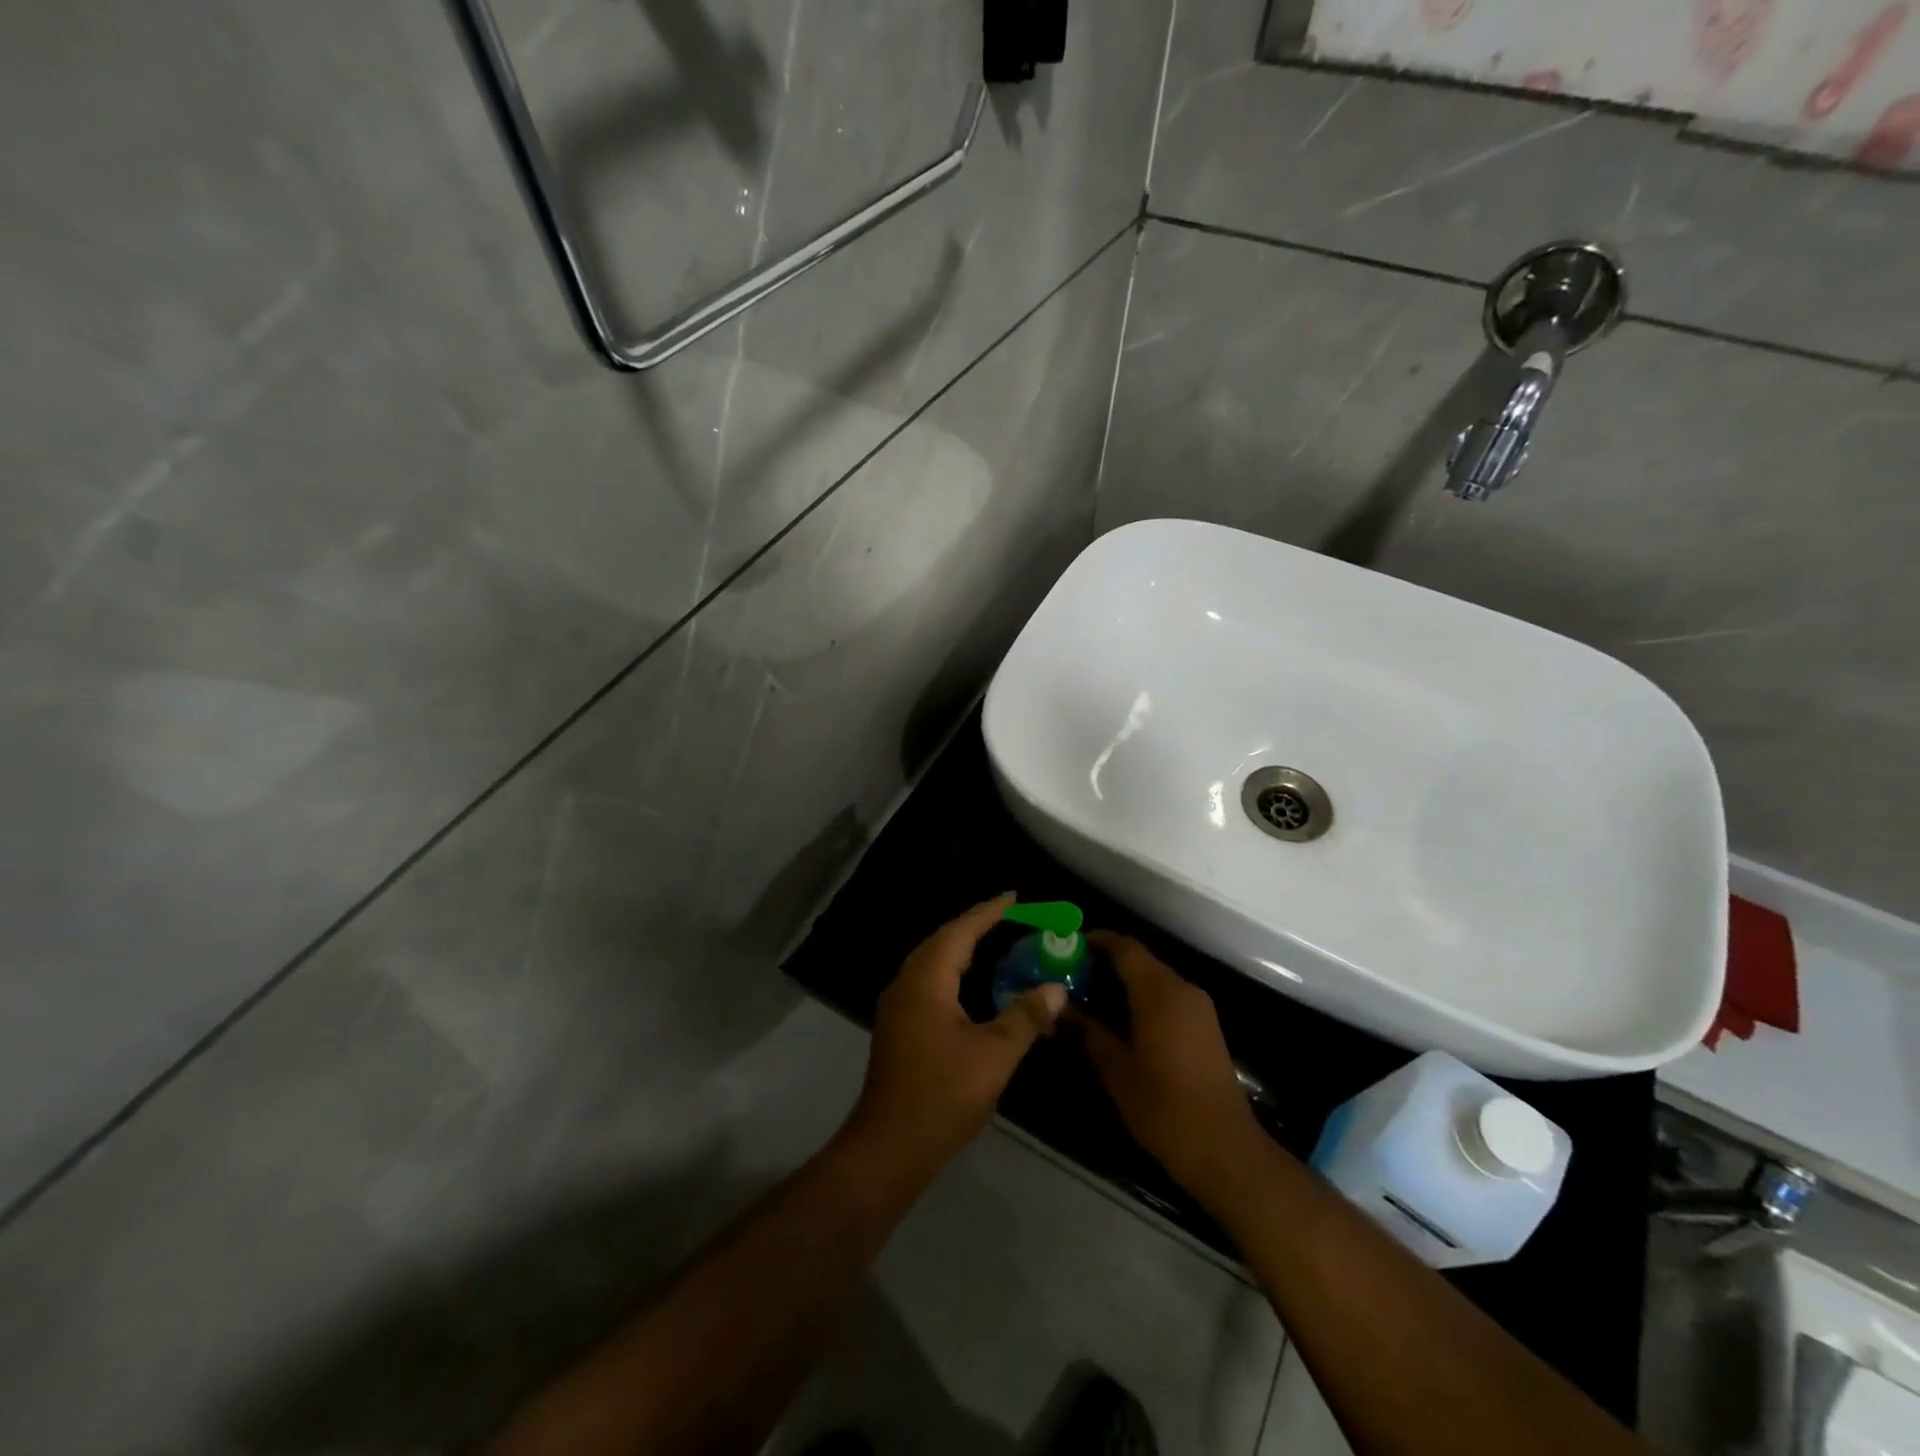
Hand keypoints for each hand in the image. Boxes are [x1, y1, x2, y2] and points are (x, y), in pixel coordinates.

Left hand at [844, 894, 1066, 1177]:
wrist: (890, 1147)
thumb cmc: (943, 1095)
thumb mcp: (994, 1055)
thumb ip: (1025, 1016)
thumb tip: (1055, 988)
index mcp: (926, 980)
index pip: (960, 931)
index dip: (988, 912)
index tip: (1015, 897)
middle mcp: (906, 984)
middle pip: (943, 941)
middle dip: (975, 926)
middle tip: (1010, 917)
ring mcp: (898, 1007)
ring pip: (933, 963)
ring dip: (963, 950)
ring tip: (997, 943)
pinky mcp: (899, 1027)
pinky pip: (930, 983)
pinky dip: (955, 973)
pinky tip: (974, 987)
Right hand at [1079, 932, 1265, 1204]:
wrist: (1224, 1149)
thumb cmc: (1163, 1106)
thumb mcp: (1115, 1069)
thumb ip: (1086, 1032)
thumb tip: (1057, 1010)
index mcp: (1159, 992)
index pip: (1125, 947)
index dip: (1095, 941)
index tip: (1066, 945)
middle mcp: (1183, 989)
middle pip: (1140, 960)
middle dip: (1105, 962)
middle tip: (1070, 974)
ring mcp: (1199, 1008)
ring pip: (1155, 979)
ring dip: (1124, 982)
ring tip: (1088, 996)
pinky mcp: (1206, 1027)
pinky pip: (1168, 997)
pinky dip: (1142, 998)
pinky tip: (1120, 1019)